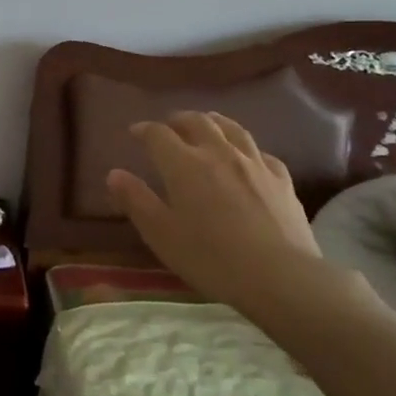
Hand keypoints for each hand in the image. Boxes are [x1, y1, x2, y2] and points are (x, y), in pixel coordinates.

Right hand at [106, 111, 328, 315]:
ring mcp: (254, 163)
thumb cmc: (210, 258)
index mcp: (184, 165)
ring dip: (213, 122)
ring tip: (206, 124)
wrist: (279, 276)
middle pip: (197, 122)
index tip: (135, 132)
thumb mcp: (161, 234)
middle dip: (179, 120)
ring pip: (232, 129)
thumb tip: (114, 173)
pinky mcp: (281, 179)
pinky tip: (246, 157)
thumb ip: (136, 200)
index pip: (158, 134)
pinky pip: (261, 153)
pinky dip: (246, 148)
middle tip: (169, 126)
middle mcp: (219, 153)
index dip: (144, 130)